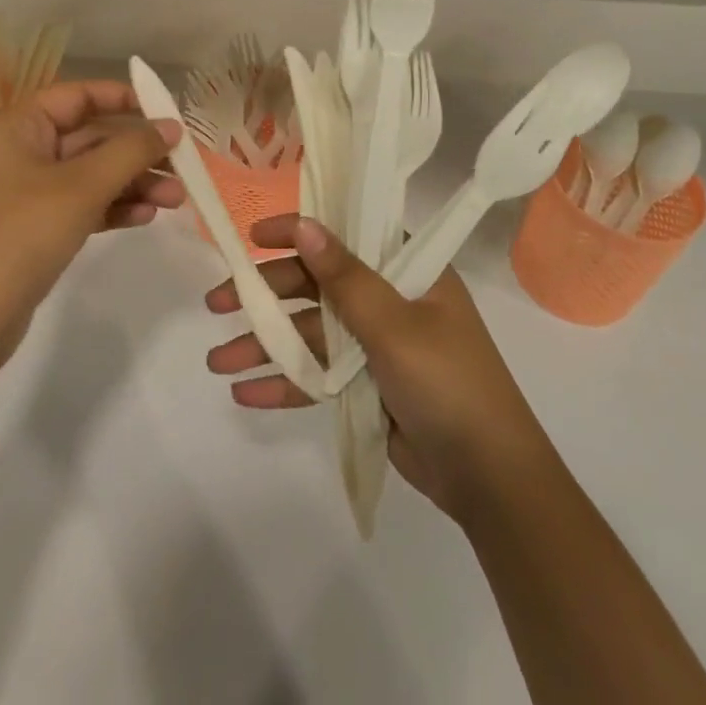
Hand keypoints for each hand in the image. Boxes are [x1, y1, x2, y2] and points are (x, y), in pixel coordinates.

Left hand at [0, 80, 184, 372]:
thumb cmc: (19, 235)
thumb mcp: (80, 188)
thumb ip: (130, 151)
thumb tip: (171, 126)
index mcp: (17, 126)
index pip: (77, 96)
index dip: (124, 98)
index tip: (167, 111)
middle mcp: (18, 151)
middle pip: (88, 138)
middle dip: (136, 153)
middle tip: (183, 168)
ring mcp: (23, 193)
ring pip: (88, 175)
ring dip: (131, 184)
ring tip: (176, 200)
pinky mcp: (31, 230)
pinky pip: (79, 206)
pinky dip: (111, 209)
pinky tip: (146, 217)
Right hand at [205, 214, 547, 523]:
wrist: (490, 481)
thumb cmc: (448, 383)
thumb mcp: (394, 325)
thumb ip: (344, 277)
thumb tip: (304, 224)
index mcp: (407, 270)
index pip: (345, 234)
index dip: (297, 231)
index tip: (252, 238)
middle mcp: (388, 298)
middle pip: (315, 286)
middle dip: (265, 296)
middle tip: (215, 303)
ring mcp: (374, 344)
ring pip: (309, 333)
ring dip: (265, 345)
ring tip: (216, 360)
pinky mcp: (365, 386)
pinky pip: (318, 375)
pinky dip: (285, 383)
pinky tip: (245, 394)